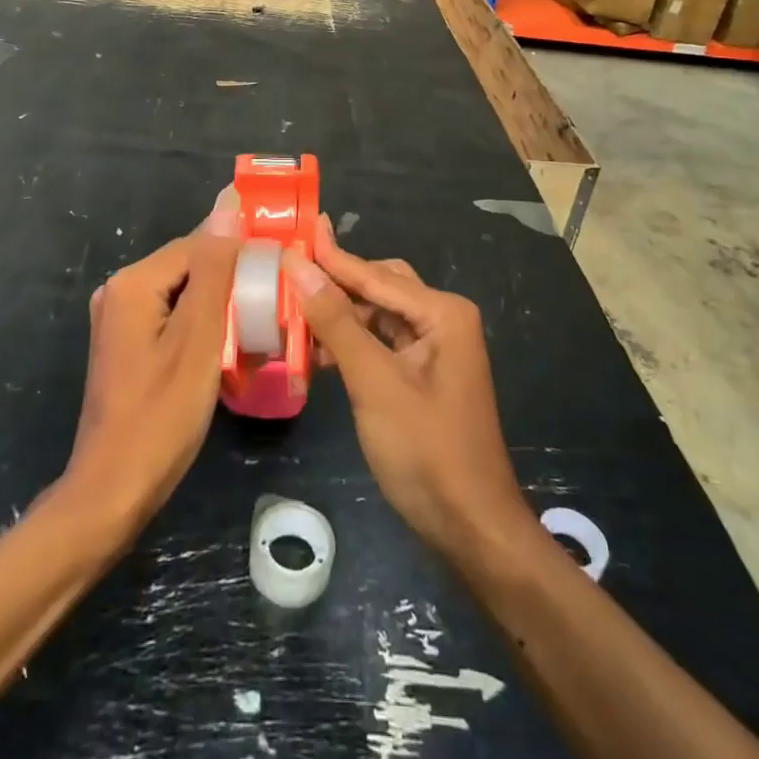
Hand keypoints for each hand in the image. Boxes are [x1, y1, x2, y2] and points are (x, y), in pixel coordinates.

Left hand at [63, 189, 241, 543]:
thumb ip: (214, 270)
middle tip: (275, 299)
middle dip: (231, 279)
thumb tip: (227, 205)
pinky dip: (202, 324)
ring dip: (220, 303)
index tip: (281, 268)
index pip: (198, 244)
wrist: (114, 492)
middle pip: (189, 266)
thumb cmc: (161, 416)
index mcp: (133, 283)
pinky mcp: (128, 344)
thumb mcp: (198, 340)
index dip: (240, 252)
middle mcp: (120, 291)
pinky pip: (173, 316)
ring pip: (184, 293)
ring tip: (260, 320)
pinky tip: (229, 343)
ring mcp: (120, 320)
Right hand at [285, 219, 531, 563]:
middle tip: (287, 273)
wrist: (471, 528)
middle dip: (335, 283)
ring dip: (340, 316)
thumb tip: (298, 266)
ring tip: (292, 314)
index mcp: (442, 312)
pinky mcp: (424, 375)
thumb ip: (336, 322)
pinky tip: (318, 352)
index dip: (330, 256)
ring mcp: (435, 348)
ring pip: (378, 315)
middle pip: (379, 287)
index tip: (295, 230)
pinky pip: (381, 343)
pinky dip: (352, 343)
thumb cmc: (426, 451)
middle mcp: (442, 319)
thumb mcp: (374, 382)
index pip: (374, 275)